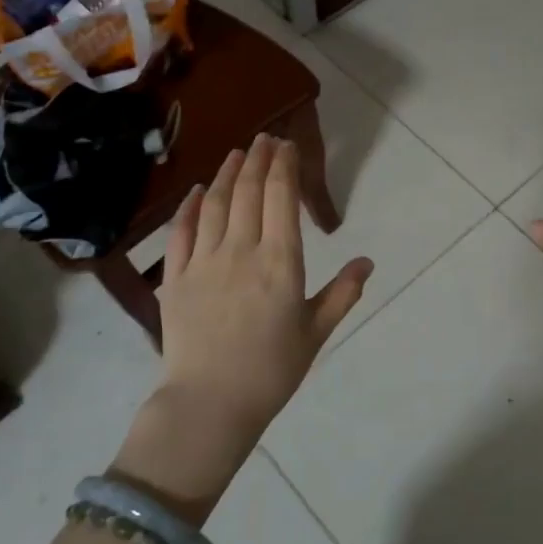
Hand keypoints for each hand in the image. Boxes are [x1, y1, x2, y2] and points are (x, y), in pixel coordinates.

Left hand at [125, 135, 370, 504]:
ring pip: (215, 204)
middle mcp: (241, 251)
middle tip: (266, 138)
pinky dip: (189, 207)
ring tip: (237, 153)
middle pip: (248, 191)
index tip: (287, 146)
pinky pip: (181, 232)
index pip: (281, 198)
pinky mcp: (175, 278)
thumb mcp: (316, 333)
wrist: (209, 405)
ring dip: (227, 173)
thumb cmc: (271, 371)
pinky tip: (195, 191)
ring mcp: (204, 262)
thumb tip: (368, 261)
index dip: (285, 166)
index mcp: (280, 262)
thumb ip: (343, 293)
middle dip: (259, 159)